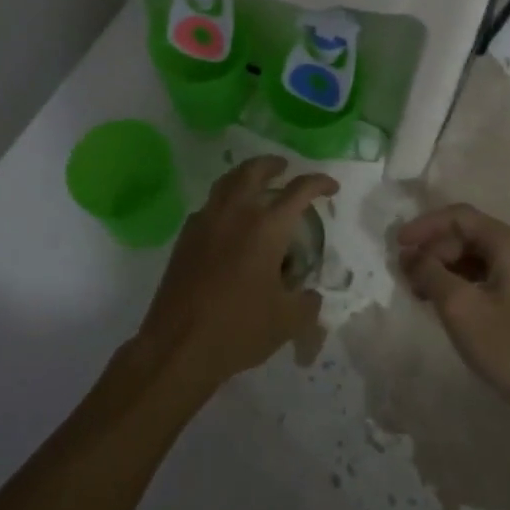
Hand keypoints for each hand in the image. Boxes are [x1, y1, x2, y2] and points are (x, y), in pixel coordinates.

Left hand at [138, 155, 337, 393]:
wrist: (179, 345)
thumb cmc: (239, 329)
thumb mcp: (288, 321)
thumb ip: (307, 302)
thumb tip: (311, 295)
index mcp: (267, 227)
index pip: (299, 191)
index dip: (319, 183)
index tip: (330, 187)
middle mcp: (235, 213)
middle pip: (254, 170)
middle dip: (273, 164)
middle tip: (284, 168)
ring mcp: (206, 221)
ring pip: (226, 182)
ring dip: (245, 175)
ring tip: (256, 183)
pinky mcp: (185, 237)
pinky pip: (209, 205)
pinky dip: (223, 200)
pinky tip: (229, 220)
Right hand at [396, 203, 509, 412]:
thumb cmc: (507, 345)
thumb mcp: (459, 306)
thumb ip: (429, 272)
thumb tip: (409, 255)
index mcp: (509, 244)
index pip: (460, 217)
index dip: (425, 226)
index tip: (398, 244)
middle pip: (467, 234)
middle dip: (433, 249)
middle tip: (407, 274)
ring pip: (474, 256)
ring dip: (443, 267)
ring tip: (418, 290)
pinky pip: (483, 275)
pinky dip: (458, 282)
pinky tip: (441, 302)